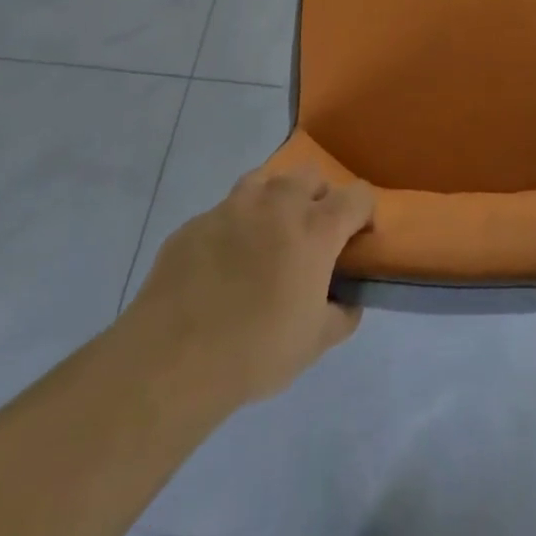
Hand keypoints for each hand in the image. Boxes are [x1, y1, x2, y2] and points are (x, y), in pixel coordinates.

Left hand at [122, 166, 374, 407]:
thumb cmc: (256, 350)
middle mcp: (278, 204)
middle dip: (319, 198)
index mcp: (316, 228)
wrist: (171, 360)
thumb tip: (348, 301)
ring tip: (267, 237)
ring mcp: (232, 208)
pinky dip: (233, 227)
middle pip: (311, 176)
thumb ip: (342, 314)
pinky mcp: (195, 223)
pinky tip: (223, 263)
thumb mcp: (315, 343)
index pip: (358, 196)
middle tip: (311, 236)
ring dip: (275, 200)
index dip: (364, 214)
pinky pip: (224, 212)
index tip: (357, 241)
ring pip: (265, 180)